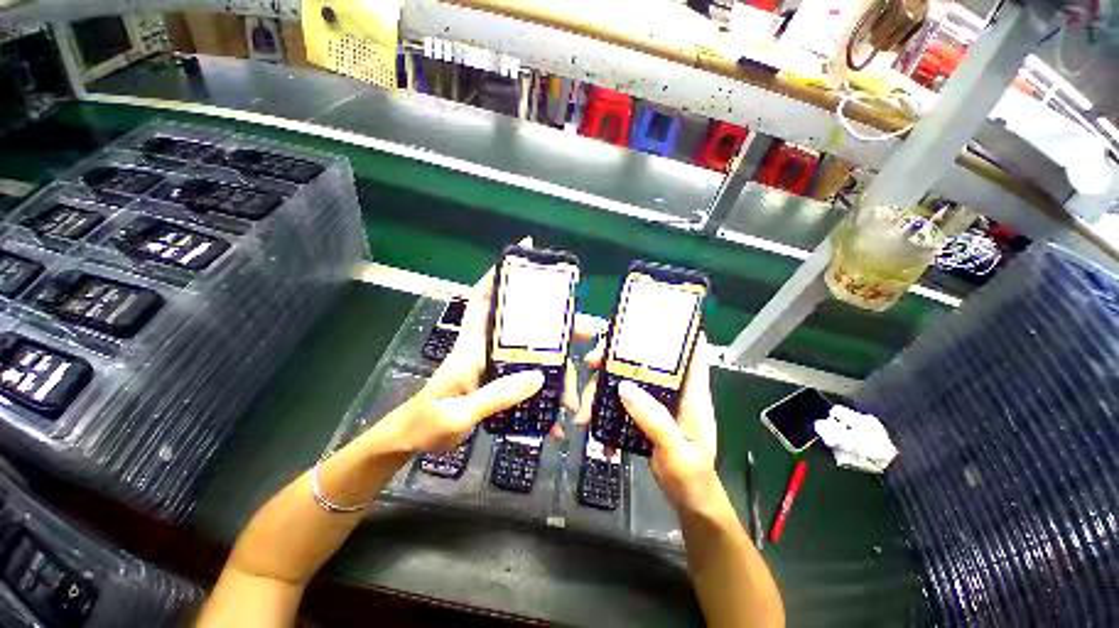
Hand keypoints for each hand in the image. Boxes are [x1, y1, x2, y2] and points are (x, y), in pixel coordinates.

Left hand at [391, 237, 594, 452]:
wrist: (413, 441)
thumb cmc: (427, 423)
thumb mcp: (459, 413)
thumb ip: (497, 394)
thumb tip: (539, 376)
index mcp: (471, 347)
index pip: (481, 300)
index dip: (497, 278)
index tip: (522, 261)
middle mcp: (486, 350)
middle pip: (522, 326)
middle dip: (553, 325)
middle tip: (582, 330)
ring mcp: (495, 367)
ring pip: (532, 356)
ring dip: (555, 369)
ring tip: (571, 396)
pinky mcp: (501, 382)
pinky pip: (528, 380)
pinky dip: (543, 395)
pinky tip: (554, 418)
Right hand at [575, 334, 717, 512]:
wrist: (689, 503)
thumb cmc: (693, 478)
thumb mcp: (677, 452)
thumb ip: (654, 420)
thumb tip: (623, 386)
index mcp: (691, 393)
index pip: (688, 351)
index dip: (670, 333)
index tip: (641, 325)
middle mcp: (672, 391)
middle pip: (643, 362)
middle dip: (614, 359)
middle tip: (589, 363)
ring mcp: (654, 402)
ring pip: (624, 381)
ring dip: (600, 391)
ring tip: (583, 416)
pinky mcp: (641, 414)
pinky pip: (618, 402)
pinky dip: (602, 410)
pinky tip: (593, 428)